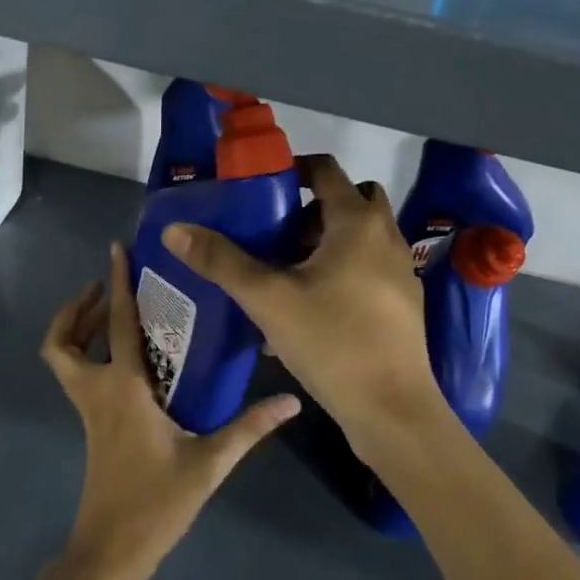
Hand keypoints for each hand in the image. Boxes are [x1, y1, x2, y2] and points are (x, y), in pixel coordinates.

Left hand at [38, 243, 298, 579]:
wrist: (110, 553)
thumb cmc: (155, 504)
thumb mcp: (208, 464)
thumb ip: (249, 428)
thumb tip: (292, 401)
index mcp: (122, 389)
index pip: (116, 324)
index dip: (115, 283)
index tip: (116, 249)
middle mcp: (97, 392)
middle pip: (62, 342)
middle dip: (76, 309)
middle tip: (105, 288)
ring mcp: (88, 410)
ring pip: (63, 360)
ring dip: (77, 330)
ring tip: (111, 314)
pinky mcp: (91, 426)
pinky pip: (79, 377)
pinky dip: (90, 356)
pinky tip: (129, 361)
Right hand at [161, 154, 439, 459]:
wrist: (393, 411)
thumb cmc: (332, 343)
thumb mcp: (268, 300)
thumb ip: (221, 262)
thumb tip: (175, 229)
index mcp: (357, 222)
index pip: (326, 169)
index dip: (293, 169)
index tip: (262, 187)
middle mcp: (385, 236)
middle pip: (350, 199)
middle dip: (311, 208)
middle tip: (275, 231)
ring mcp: (400, 270)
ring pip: (361, 235)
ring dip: (327, 240)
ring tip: (287, 270)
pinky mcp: (403, 302)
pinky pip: (369, 267)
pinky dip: (343, 268)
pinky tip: (312, 306)